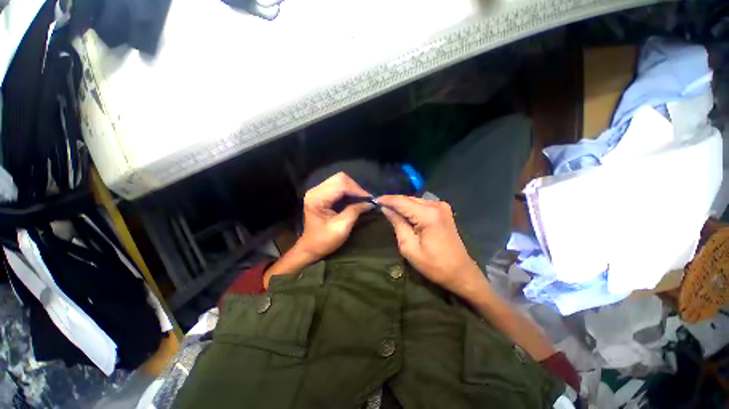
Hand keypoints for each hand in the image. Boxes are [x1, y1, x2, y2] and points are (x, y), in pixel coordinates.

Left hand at [296, 173, 372, 259]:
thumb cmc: (324, 240)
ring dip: (353, 189)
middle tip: (366, 199)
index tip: (370, 199)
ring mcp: (318, 191)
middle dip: (355, 188)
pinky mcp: (321, 194)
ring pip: (340, 181)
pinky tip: (355, 199)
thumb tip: (370, 203)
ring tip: (362, 199)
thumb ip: (355, 211)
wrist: (310, 247)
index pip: (341, 185)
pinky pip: (338, 186)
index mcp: (317, 198)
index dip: (357, 190)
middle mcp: (316, 190)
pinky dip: (349, 191)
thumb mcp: (342, 227)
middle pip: (340, 179)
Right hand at [377, 195, 483, 295]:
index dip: (386, 200)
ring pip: (415, 201)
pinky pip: (422, 205)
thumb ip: (397, 223)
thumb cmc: (434, 265)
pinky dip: (411, 208)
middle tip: (380, 207)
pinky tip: (404, 214)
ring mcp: (442, 206)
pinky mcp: (443, 210)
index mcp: (428, 215)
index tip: (373, 200)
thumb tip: (386, 209)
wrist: (461, 272)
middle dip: (393, 202)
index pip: (401, 201)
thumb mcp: (409, 247)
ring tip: (389, 211)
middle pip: (408, 199)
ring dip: (402, 205)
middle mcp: (436, 205)